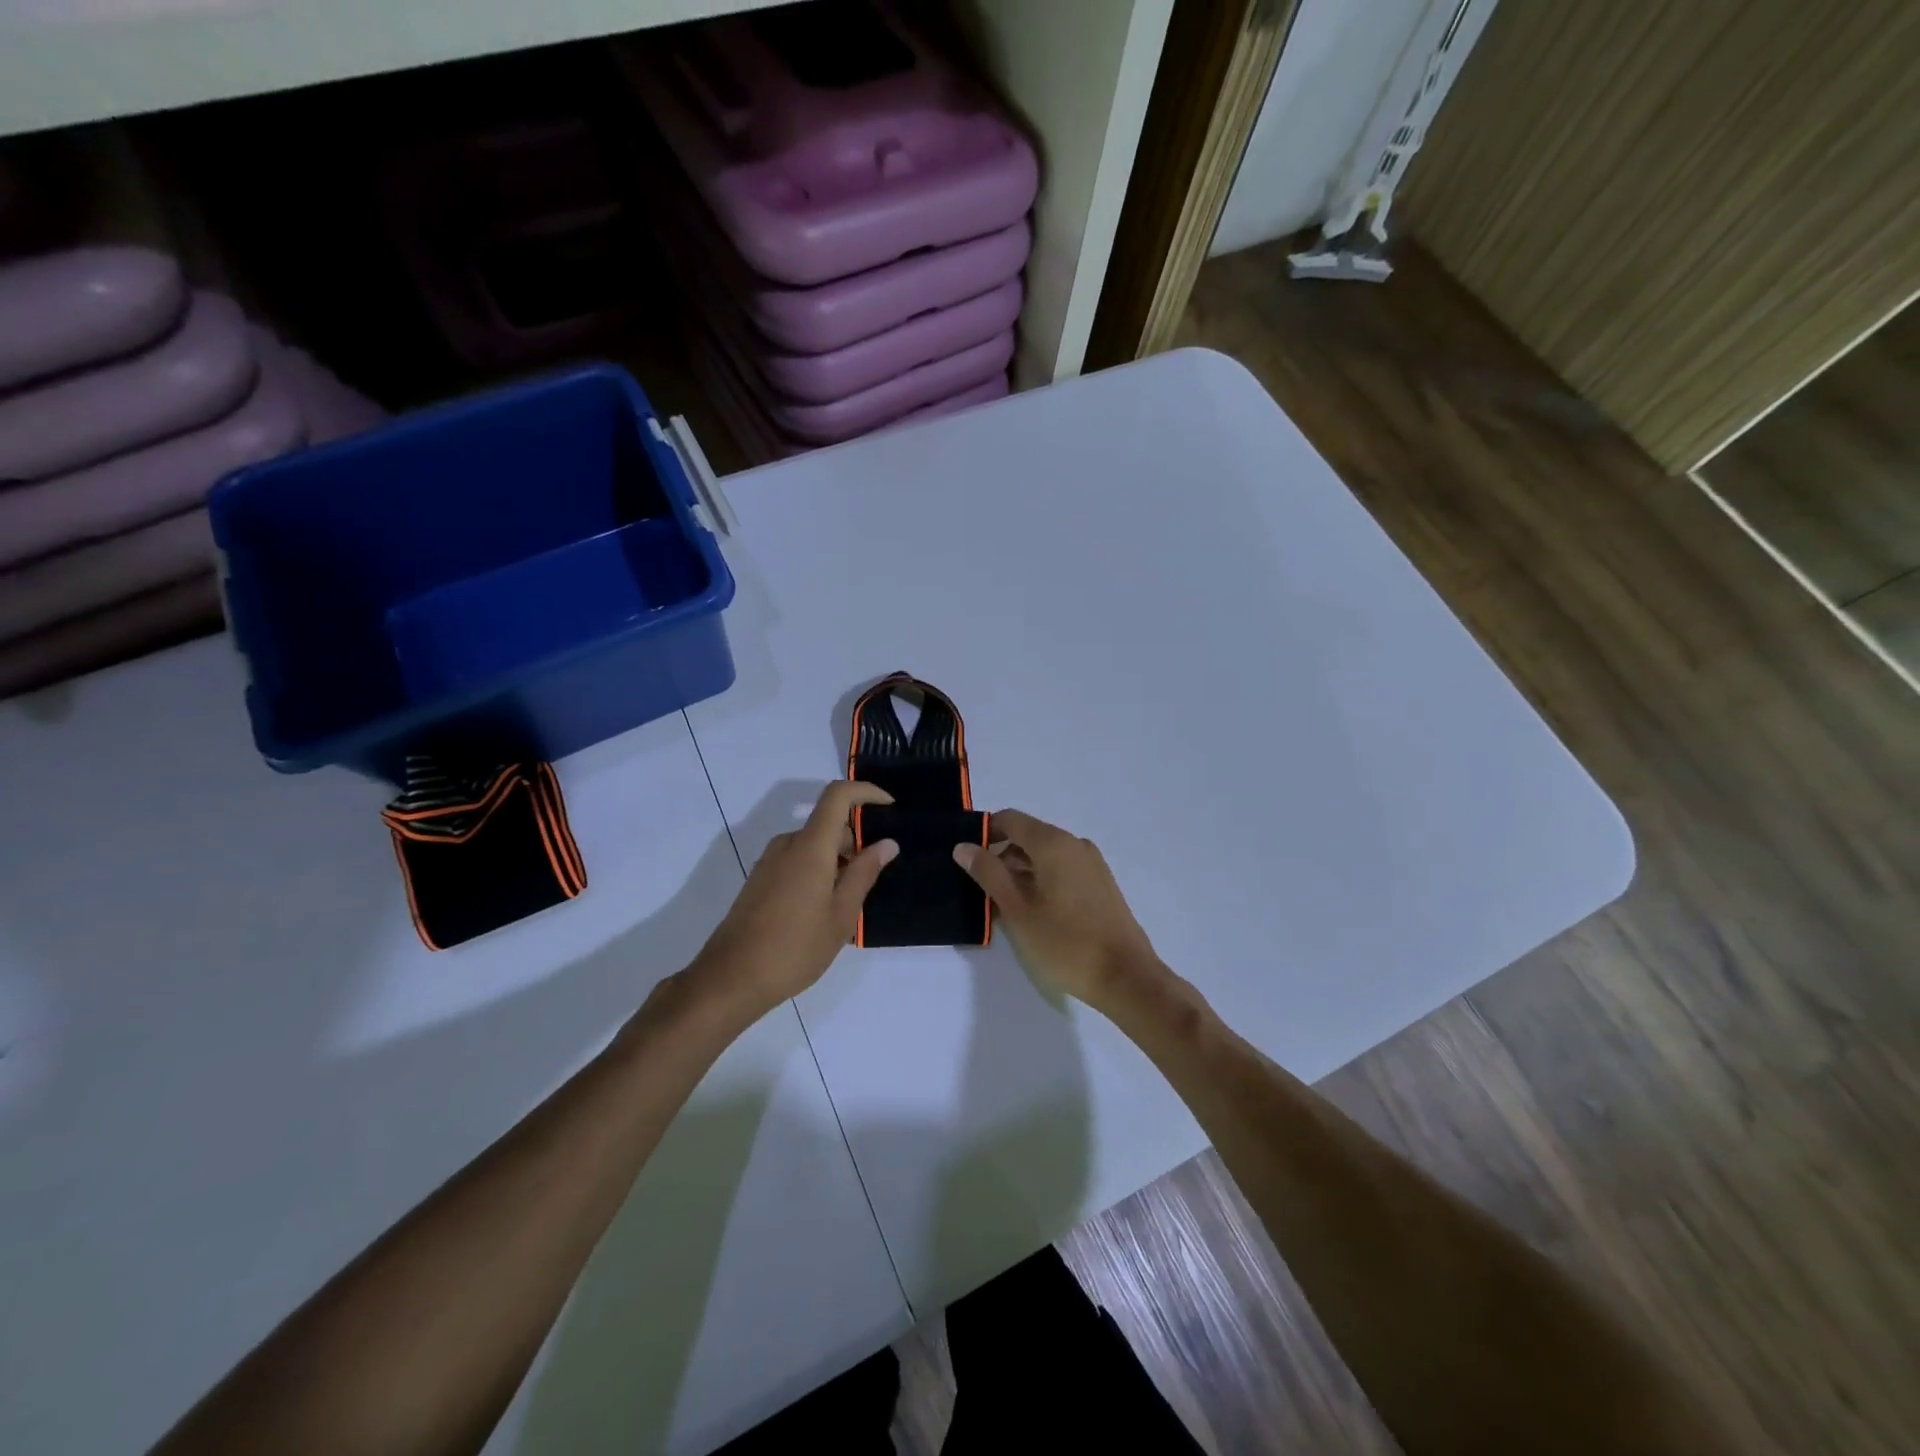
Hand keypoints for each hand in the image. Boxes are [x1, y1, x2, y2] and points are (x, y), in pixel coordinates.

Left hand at [687, 782, 898, 1020]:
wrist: (731, 978)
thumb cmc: (795, 947)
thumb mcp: (841, 914)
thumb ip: (864, 873)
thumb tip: (887, 843)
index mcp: (810, 846)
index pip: (837, 795)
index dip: (866, 792)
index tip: (889, 807)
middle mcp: (787, 844)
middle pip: (827, 823)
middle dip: (855, 841)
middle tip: (872, 880)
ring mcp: (769, 862)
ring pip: (812, 845)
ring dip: (836, 861)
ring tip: (847, 905)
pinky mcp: (759, 880)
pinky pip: (797, 861)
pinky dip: (817, 872)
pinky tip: (821, 912)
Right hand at [953, 810, 1163, 1006]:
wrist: (1125, 976)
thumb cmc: (1065, 943)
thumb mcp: (1017, 910)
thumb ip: (989, 873)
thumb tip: (964, 846)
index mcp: (1053, 843)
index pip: (1010, 819)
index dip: (985, 833)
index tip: (968, 859)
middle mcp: (1075, 843)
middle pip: (1029, 836)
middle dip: (1002, 856)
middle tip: (982, 888)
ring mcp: (1092, 863)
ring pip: (1046, 854)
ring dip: (1022, 870)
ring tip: (1006, 905)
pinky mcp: (1101, 883)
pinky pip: (1063, 868)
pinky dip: (1043, 879)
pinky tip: (1035, 911)